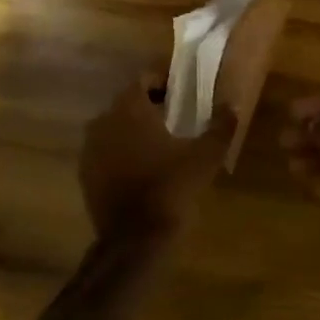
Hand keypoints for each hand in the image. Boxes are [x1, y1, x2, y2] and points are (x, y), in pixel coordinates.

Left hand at [79, 73, 235, 247]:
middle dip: (150, 105)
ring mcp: (90, 149)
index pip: (143, 79)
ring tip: (161, 143)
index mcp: (129, 108)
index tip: (182, 92)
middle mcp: (103, 121)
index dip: (163, 81)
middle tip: (176, 117)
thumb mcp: (206, 156)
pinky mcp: (85, 174)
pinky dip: (122, 152)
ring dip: (134, 129)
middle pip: (128, 102)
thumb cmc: (171, 188)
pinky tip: (142, 168)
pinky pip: (106, 151)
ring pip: (115, 127)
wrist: (135, 240)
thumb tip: (234, 105)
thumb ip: (221, 126)